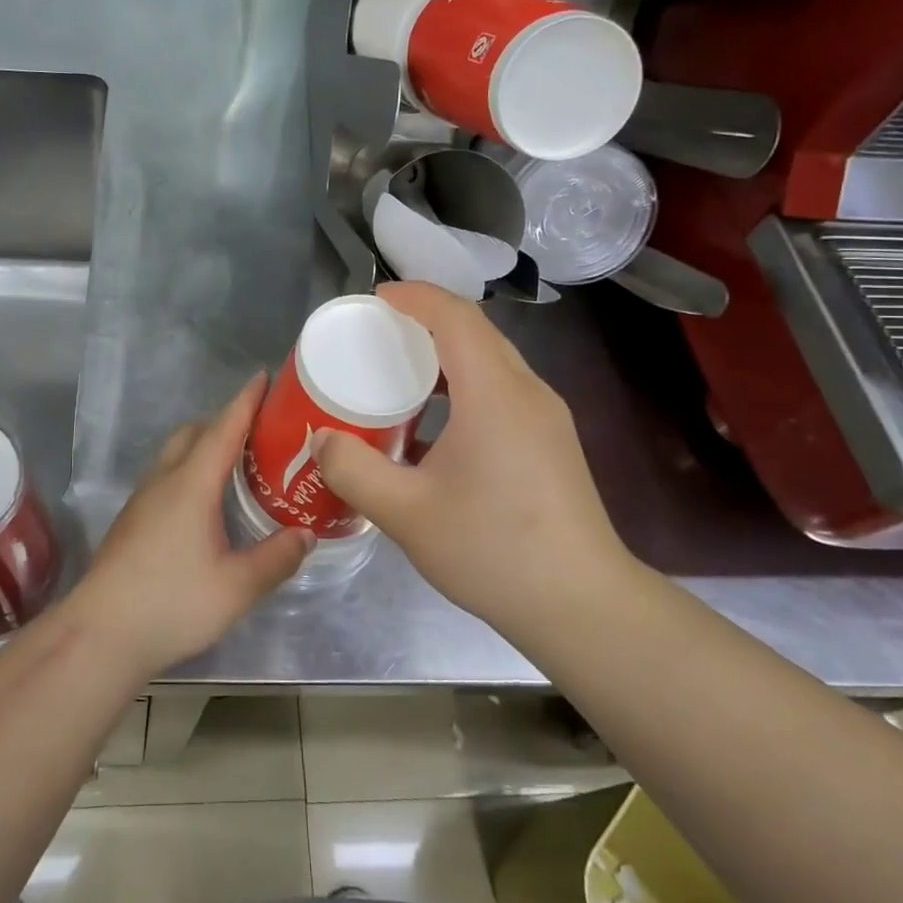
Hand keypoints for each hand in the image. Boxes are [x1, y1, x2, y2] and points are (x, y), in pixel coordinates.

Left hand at [68, 374, 312, 676]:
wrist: (100, 634)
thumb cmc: (172, 604)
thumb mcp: (237, 587)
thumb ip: (276, 558)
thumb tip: (306, 535)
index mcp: (191, 484)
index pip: (223, 428)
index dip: (246, 401)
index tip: (265, 376)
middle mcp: (164, 481)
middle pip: (194, 433)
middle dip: (225, 421)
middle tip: (260, 431)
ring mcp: (142, 500)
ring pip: (175, 454)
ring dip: (204, 446)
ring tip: (238, 465)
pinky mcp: (132, 521)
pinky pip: (166, 477)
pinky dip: (190, 470)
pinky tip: (205, 503)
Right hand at [313, 282, 633, 626]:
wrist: (581, 605)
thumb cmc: (492, 549)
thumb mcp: (405, 513)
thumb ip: (353, 469)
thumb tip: (320, 439)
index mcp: (494, 393)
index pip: (455, 316)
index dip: (413, 297)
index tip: (373, 299)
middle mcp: (527, 392)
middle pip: (475, 332)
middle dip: (425, 321)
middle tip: (376, 335)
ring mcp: (546, 418)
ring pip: (491, 362)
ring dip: (445, 355)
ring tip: (398, 374)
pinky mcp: (551, 443)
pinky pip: (502, 390)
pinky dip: (462, 386)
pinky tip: (433, 426)